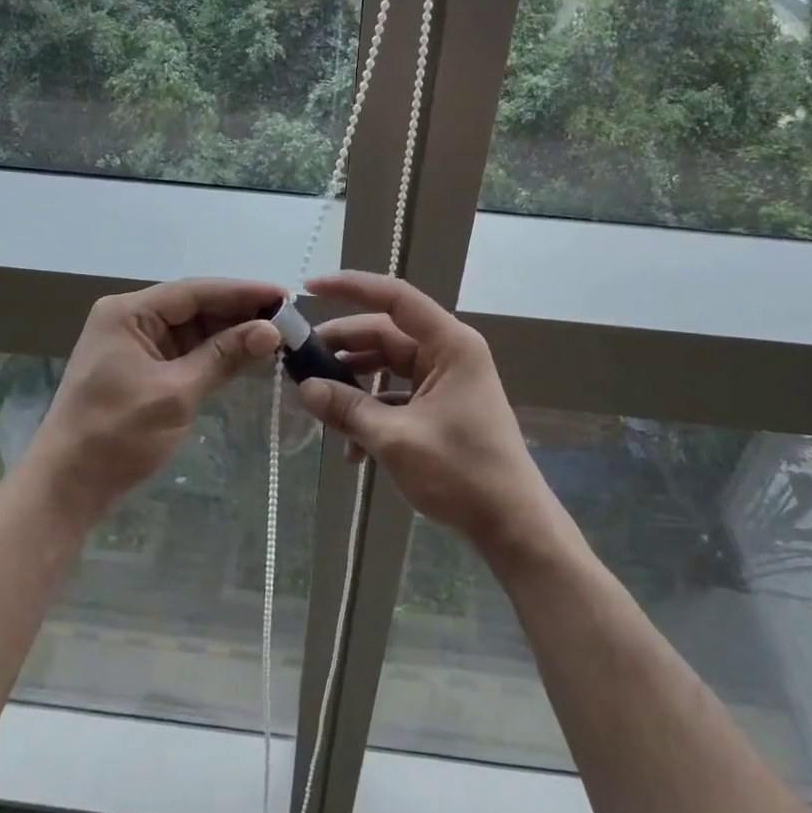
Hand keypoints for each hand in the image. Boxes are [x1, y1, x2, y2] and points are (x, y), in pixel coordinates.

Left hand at [30, 278, 283, 522]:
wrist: (67, 486)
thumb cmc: (116, 434)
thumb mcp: (175, 393)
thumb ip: (223, 357)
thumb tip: (271, 330)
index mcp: (129, 313)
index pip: (195, 291)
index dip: (242, 292)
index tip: (284, 296)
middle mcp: (131, 320)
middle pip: (195, 307)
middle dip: (240, 313)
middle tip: (288, 319)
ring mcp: (136, 345)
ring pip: (194, 329)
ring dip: (231, 333)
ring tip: (277, 336)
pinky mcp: (142, 370)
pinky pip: (186, 352)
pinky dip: (216, 354)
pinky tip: (248, 355)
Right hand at [296, 271, 552, 550]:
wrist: (512, 525)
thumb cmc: (462, 472)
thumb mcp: (396, 439)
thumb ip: (347, 409)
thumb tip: (304, 388)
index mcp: (449, 345)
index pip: (395, 298)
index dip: (351, 288)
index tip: (310, 288)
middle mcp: (448, 354)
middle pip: (384, 335)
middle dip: (342, 349)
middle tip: (299, 361)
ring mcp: (445, 382)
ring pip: (386, 368)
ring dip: (353, 387)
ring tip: (317, 406)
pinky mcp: (440, 408)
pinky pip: (396, 397)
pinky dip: (372, 414)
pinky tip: (350, 449)